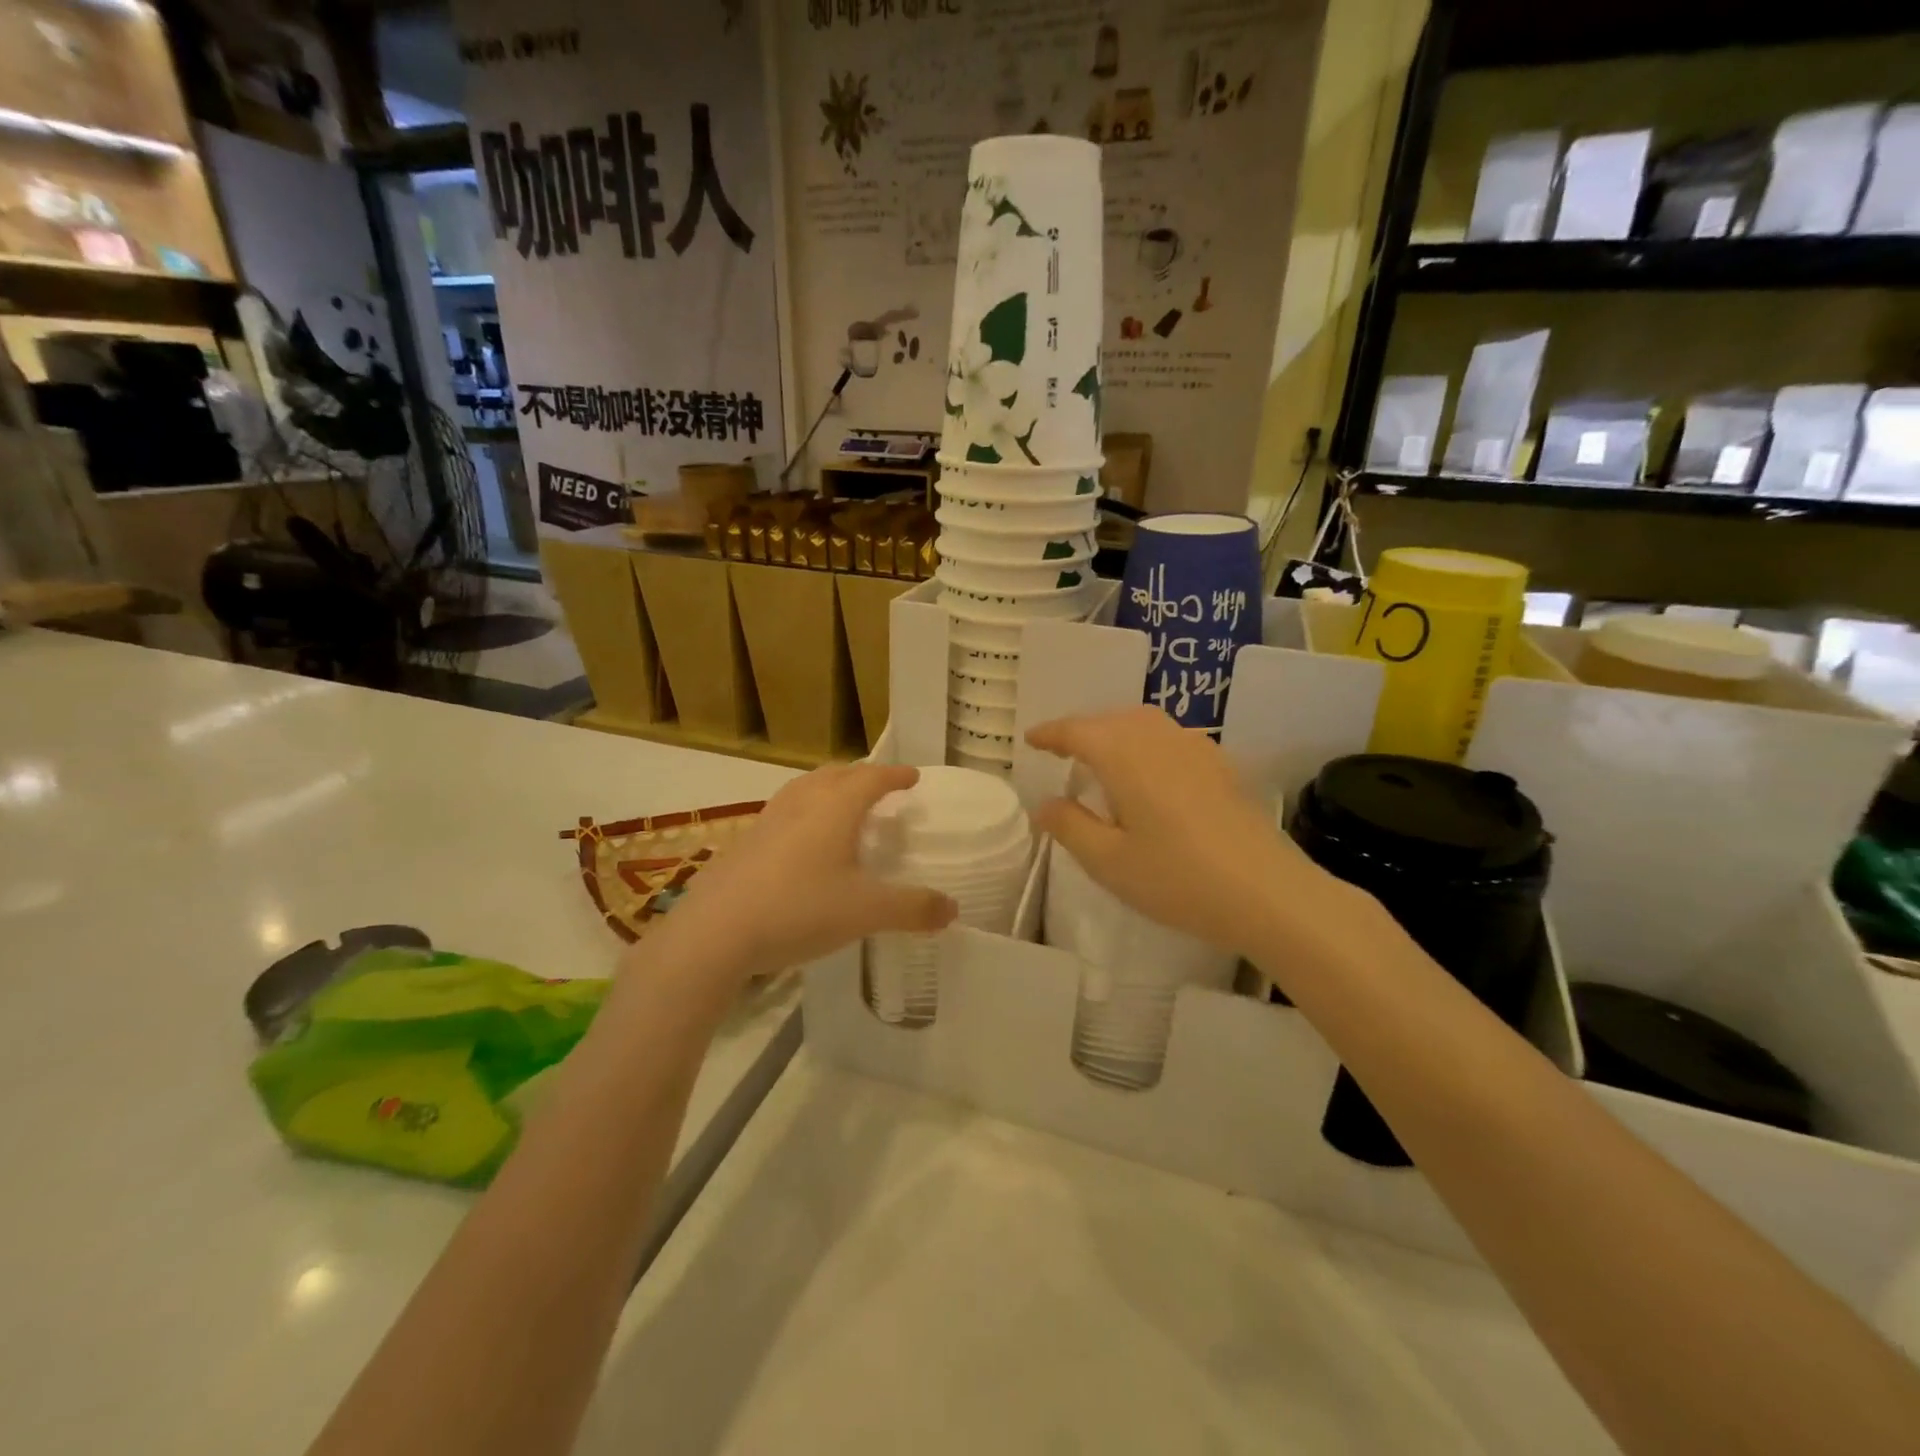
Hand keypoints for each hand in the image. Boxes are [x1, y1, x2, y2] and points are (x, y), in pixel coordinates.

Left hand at [655, 763, 957, 982]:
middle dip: (860, 776)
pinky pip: (783, 813)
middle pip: (835, 775)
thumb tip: (953, 908)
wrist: (715, 932)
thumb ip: (912, 908)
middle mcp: (801, 804)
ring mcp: (767, 821)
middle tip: (878, 786)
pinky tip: (800, 842)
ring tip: (839, 804)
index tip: (912, 777)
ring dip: (827, 788)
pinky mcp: (744, 844)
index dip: (895, 775)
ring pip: (803, 789)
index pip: (872, 778)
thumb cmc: (799, 910)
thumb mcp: (866, 912)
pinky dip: (803, 813)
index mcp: (835, 808)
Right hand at [1026, 707, 1354, 959]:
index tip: (1031, 740)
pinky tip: (1150, 773)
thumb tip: (1045, 803)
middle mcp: (1159, 739)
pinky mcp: (1221, 766)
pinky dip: (1146, 742)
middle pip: (1111, 720)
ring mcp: (1196, 749)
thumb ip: (1070, 827)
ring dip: (1115, 732)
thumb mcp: (1109, 862)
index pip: (1077, 731)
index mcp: (1124, 755)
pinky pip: (1171, 738)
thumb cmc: (1178, 879)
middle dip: (1082, 730)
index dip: (1051, 734)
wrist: (1269, 894)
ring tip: (1101, 759)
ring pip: (1144, 724)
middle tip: (1061, 752)